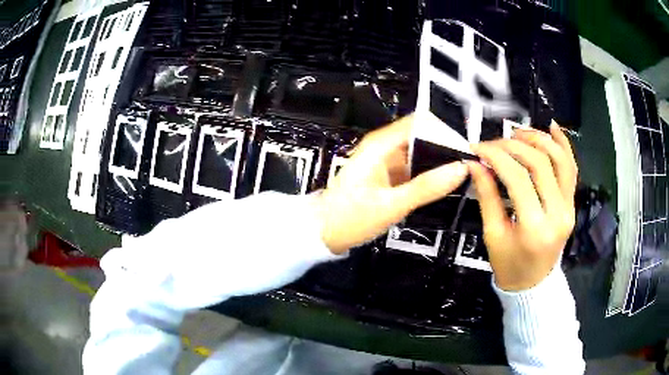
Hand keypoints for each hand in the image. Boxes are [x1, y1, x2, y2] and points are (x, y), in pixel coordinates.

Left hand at [317, 115, 468, 253]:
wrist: (324, 232)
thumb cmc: (351, 218)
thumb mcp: (391, 205)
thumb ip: (427, 187)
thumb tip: (460, 169)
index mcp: (381, 144)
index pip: (421, 122)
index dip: (444, 133)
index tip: (464, 152)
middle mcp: (384, 146)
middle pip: (422, 135)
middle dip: (445, 148)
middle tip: (466, 169)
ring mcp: (386, 159)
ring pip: (420, 150)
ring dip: (438, 161)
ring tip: (459, 178)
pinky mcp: (388, 173)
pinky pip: (414, 166)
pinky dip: (428, 173)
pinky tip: (441, 186)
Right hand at [469, 121, 577, 290]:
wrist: (533, 283)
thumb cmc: (510, 266)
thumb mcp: (492, 235)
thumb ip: (487, 196)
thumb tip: (475, 164)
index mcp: (534, 227)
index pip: (517, 177)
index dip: (496, 156)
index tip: (478, 148)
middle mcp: (557, 213)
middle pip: (539, 163)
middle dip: (513, 146)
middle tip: (493, 143)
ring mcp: (569, 206)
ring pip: (560, 160)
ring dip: (539, 139)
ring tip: (518, 133)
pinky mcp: (572, 203)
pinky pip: (571, 169)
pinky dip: (563, 145)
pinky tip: (552, 127)